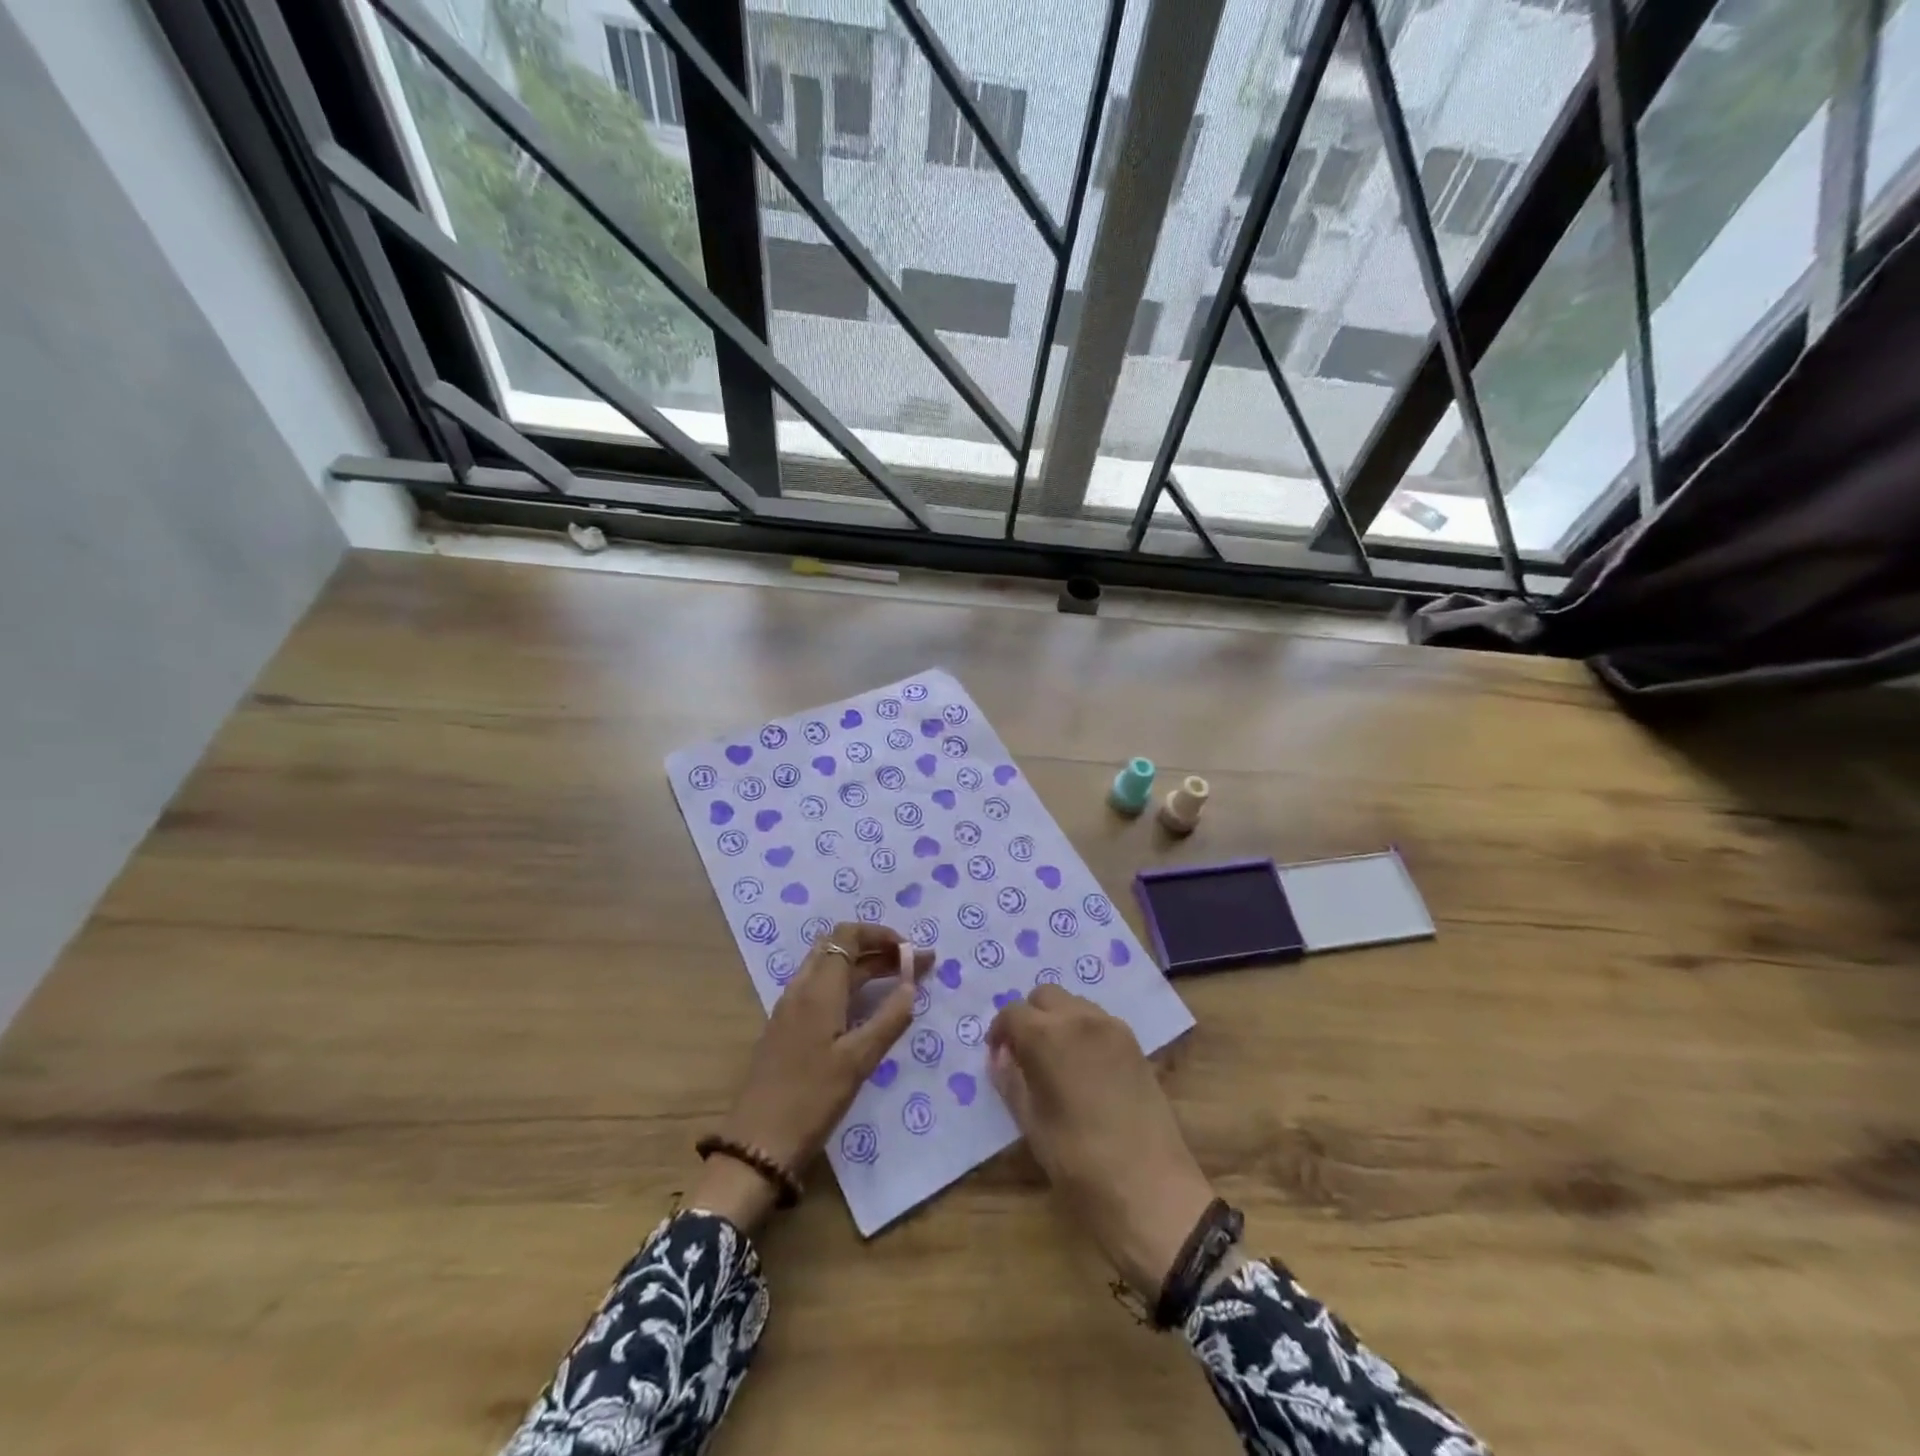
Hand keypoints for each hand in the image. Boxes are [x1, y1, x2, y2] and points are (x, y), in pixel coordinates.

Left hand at [693, 923, 931, 1231]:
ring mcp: (791, 1008)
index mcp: (818, 989)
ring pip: (830, 969)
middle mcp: (801, 988)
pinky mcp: (787, 1028)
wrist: (757, 1144)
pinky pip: (822, 989)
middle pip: (839, 947)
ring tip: (900, 981)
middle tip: (914, 965)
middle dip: (878, 949)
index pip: (847, 935)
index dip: (881, 935)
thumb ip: (889, 1018)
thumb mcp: (859, 1060)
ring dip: (865, 967)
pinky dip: (850, 986)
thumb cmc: (811, 1099)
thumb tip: (912, 985)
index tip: (912, 952)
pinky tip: (868, 1008)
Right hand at [988, 985, 1214, 1298]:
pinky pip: (1098, 1021)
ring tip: (1053, 1061)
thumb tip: (1002, 1057)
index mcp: (1049, 1036)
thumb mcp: (1033, 1125)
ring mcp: (1113, 1029)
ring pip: (1074, 1004)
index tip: (998, 1057)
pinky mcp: (1135, 1045)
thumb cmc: (1081, 1163)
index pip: (1013, 1013)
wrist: (1152, 1191)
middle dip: (1029, 1018)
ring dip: (1057, 1020)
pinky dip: (1082, 1030)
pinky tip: (1082, 1068)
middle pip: (1045, 996)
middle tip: (1023, 1055)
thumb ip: (1012, 1082)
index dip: (1000, 1032)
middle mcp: (1081, 1019)